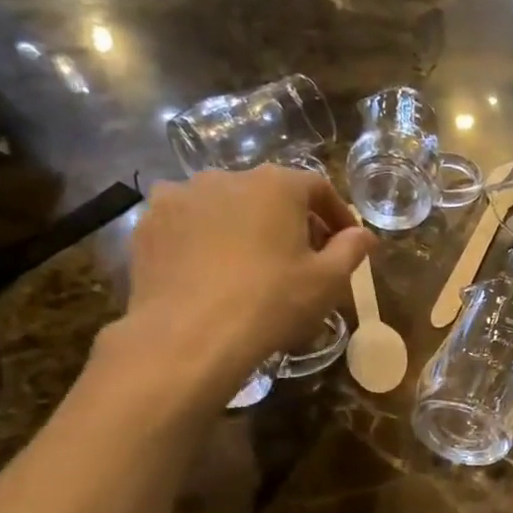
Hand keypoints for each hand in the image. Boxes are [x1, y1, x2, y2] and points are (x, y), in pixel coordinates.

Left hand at [114, 164, 373, 400]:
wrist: (190, 335)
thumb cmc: (272, 302)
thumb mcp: (329, 281)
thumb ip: (351, 249)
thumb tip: (364, 235)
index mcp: (275, 185)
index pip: (317, 187)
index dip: (337, 214)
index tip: (347, 243)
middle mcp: (225, 177)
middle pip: (269, 194)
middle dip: (292, 221)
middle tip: (304, 259)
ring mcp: (179, 197)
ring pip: (226, 207)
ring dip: (246, 228)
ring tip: (254, 266)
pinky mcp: (148, 224)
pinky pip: (189, 224)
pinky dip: (207, 240)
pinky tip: (215, 273)